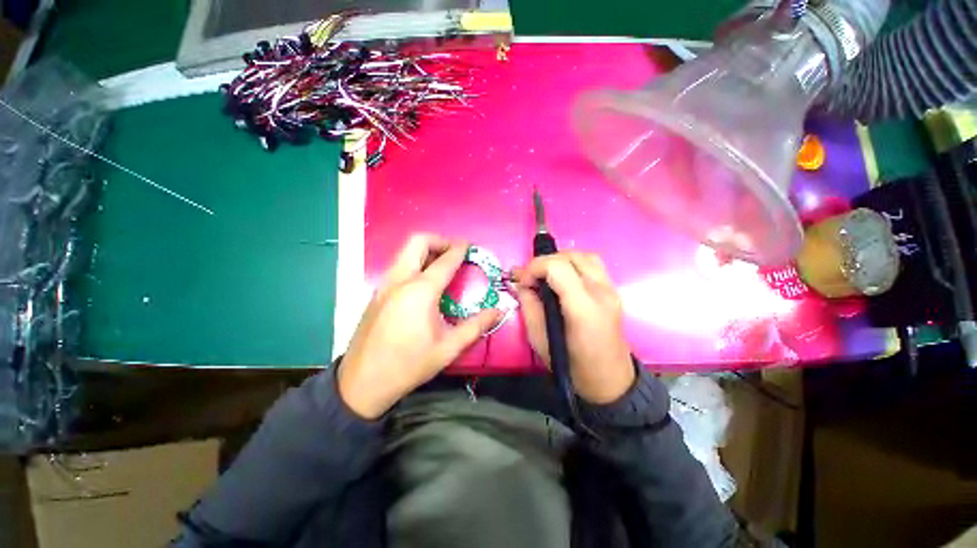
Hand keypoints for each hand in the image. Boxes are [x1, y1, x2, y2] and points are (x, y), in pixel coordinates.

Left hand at [338, 235, 501, 418]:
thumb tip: (498, 310)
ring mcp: (385, 285)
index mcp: (420, 291)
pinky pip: (398, 266)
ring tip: (442, 266)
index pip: (445, 260)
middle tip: (454, 253)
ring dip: (425, 251)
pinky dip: (414, 263)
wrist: (362, 383)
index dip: (460, 249)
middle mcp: (400, 280)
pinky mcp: (377, 293)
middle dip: (439, 240)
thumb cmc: (409, 365)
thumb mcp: (449, 348)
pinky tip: (424, 284)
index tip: (470, 246)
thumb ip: (476, 325)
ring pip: (405, 252)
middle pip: (417, 242)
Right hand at [514, 252, 634, 403]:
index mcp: (583, 308)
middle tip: (531, 279)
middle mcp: (601, 292)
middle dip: (545, 262)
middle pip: (571, 256)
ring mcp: (611, 290)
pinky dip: (574, 264)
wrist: (610, 381)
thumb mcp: (540, 340)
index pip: (557, 267)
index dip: (534, 267)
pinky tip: (563, 279)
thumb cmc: (572, 366)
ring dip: (561, 259)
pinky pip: (593, 265)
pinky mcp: (613, 291)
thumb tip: (521, 284)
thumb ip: (529, 306)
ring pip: (584, 255)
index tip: (523, 282)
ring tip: (547, 275)